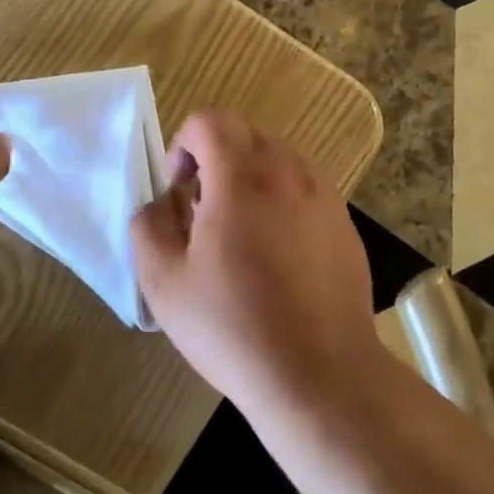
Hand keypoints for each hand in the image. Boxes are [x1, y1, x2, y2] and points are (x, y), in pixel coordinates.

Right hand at [131, 111, 383, 414]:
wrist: (319, 373)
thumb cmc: (233, 327)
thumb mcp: (164, 282)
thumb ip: (148, 226)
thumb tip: (161, 203)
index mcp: (241, 177)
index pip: (210, 121)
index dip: (184, 144)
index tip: (180, 189)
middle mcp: (289, 172)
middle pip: (246, 133)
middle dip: (216, 158)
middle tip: (203, 211)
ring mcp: (324, 195)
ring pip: (280, 157)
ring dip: (251, 176)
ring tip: (241, 231)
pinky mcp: (345, 222)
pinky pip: (307, 187)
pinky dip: (283, 198)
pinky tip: (279, 253)